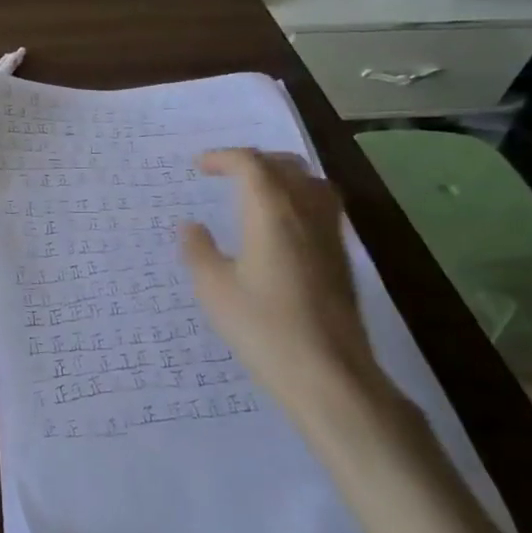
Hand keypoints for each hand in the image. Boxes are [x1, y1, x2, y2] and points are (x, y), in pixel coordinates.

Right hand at [178, 150, 385, 426]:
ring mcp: (329, 235)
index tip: (199, 167)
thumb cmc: (263, 328)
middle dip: (253, 161)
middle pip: (285, 166)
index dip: (223, 158)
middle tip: (226, 173)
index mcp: (271, 213)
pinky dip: (299, 199)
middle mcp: (305, 213)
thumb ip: (199, 251)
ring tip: (258, 191)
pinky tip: (284, 227)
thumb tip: (190, 226)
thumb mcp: (214, 290)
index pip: (250, 165)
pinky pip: (322, 207)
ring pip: (311, 183)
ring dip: (282, 176)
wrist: (329, 374)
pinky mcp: (341, 258)